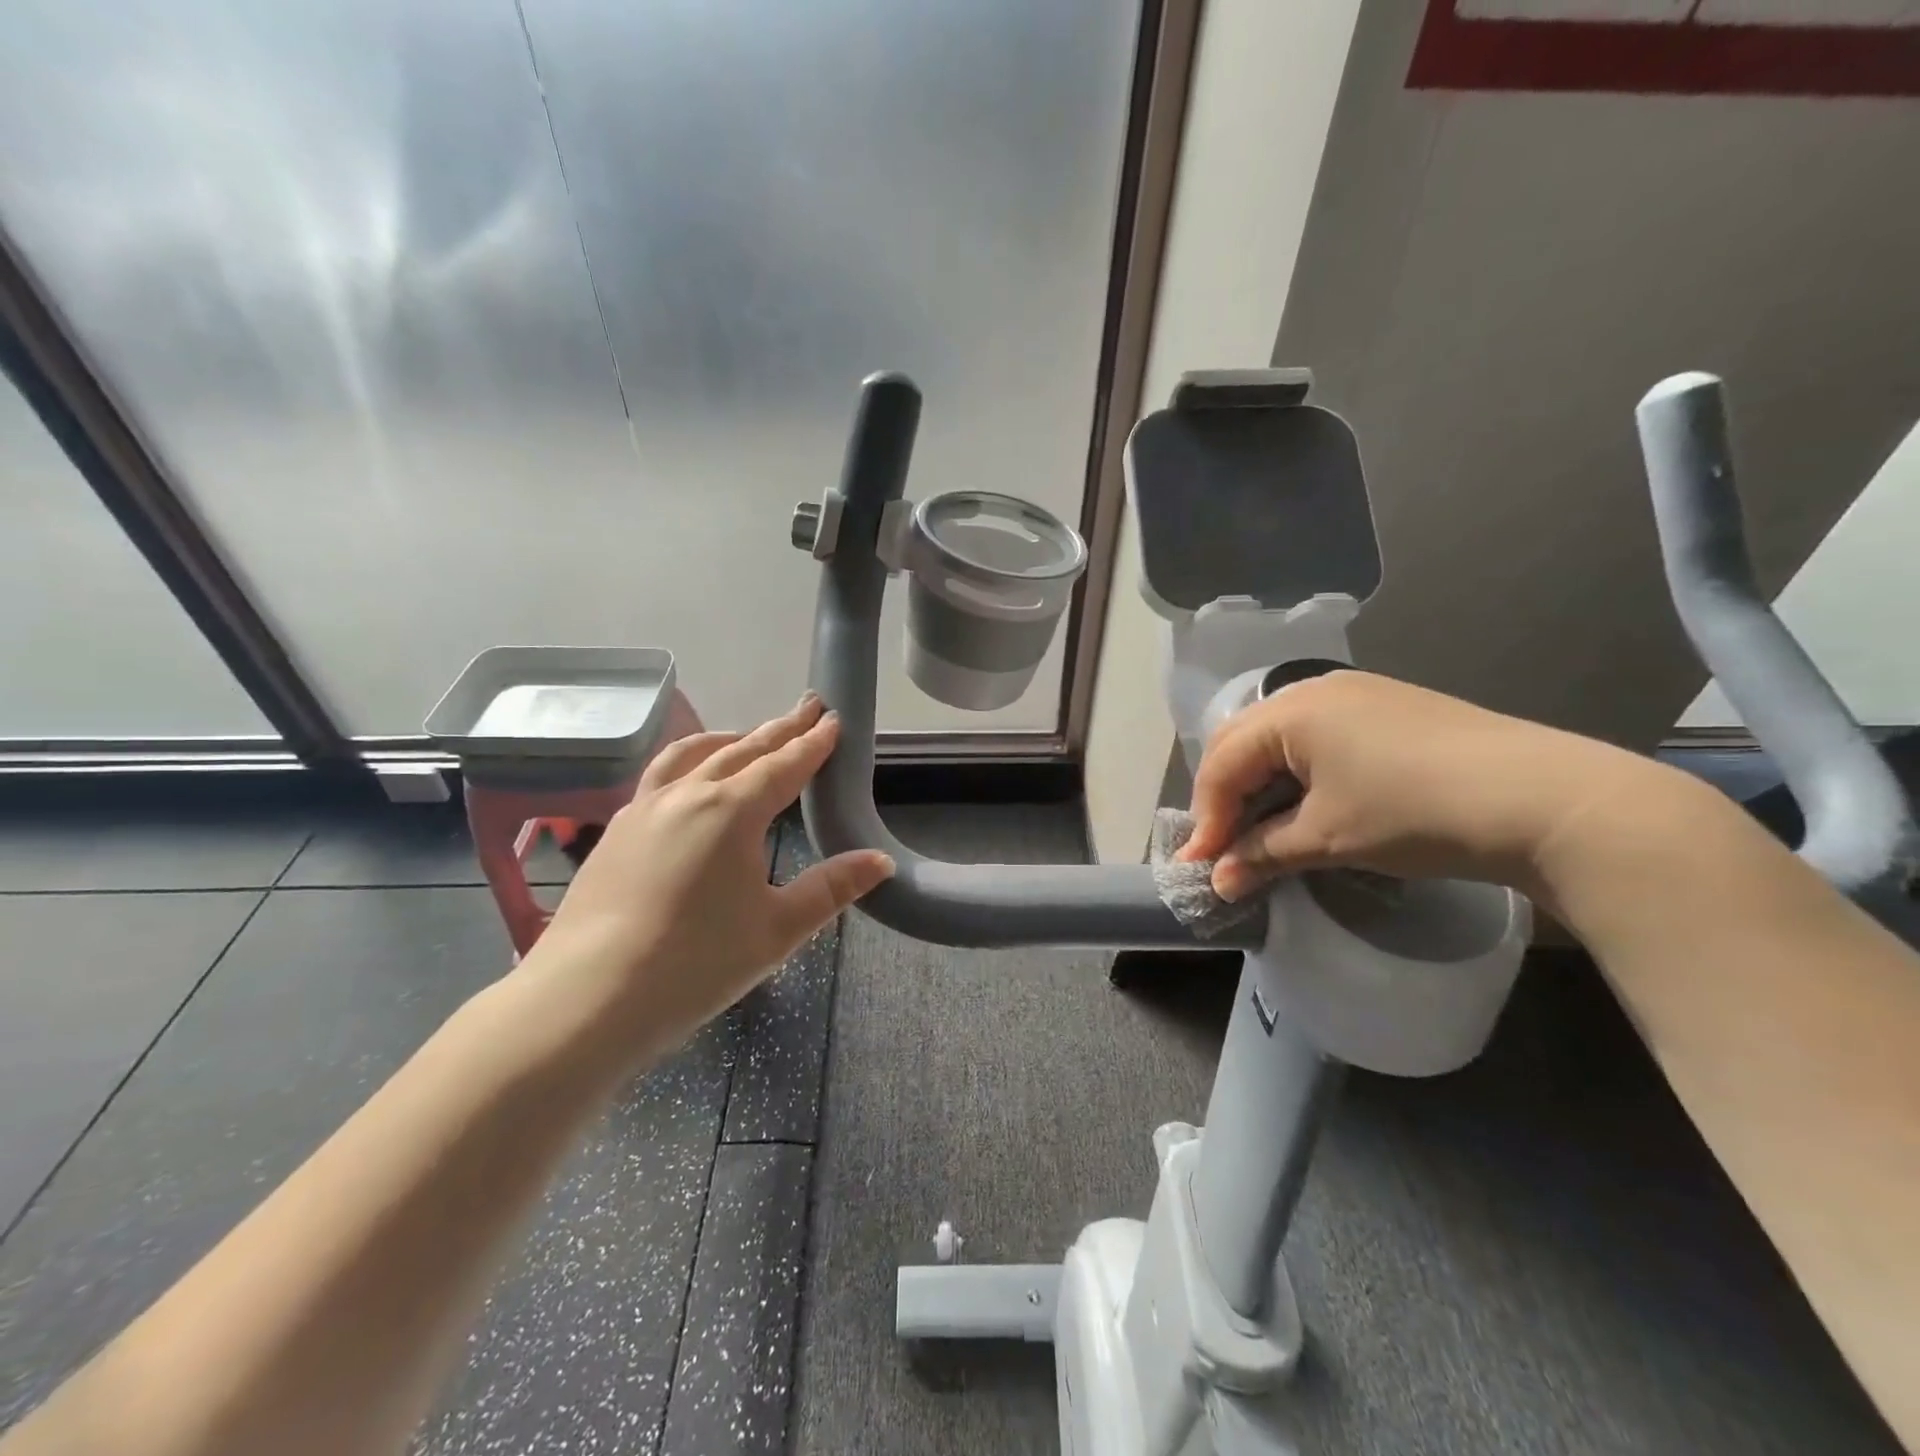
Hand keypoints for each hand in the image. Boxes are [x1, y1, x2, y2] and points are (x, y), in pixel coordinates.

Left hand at [527, 694, 893, 1059]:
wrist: (587, 998)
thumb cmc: (695, 963)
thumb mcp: (777, 929)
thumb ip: (832, 889)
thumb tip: (880, 861)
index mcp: (732, 811)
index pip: (784, 765)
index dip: (813, 743)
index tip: (833, 719)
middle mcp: (687, 794)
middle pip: (742, 749)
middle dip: (780, 729)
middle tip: (807, 708)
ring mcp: (644, 808)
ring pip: (693, 754)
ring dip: (730, 739)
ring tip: (749, 735)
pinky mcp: (617, 829)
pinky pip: (661, 775)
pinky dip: (689, 761)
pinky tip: (689, 783)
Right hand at [1181, 670, 1671, 901]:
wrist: (1545, 799)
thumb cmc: (1413, 812)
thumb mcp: (1327, 838)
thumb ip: (1262, 855)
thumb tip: (1218, 883)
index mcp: (1289, 710)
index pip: (1222, 763)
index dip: (1206, 818)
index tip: (1203, 867)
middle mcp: (1314, 689)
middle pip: (1243, 743)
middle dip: (1226, 797)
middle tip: (1225, 847)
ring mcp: (1356, 695)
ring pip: (1280, 739)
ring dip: (1261, 785)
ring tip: (1263, 830)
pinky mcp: (1388, 709)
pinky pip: (1317, 738)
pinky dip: (1298, 774)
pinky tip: (1310, 805)